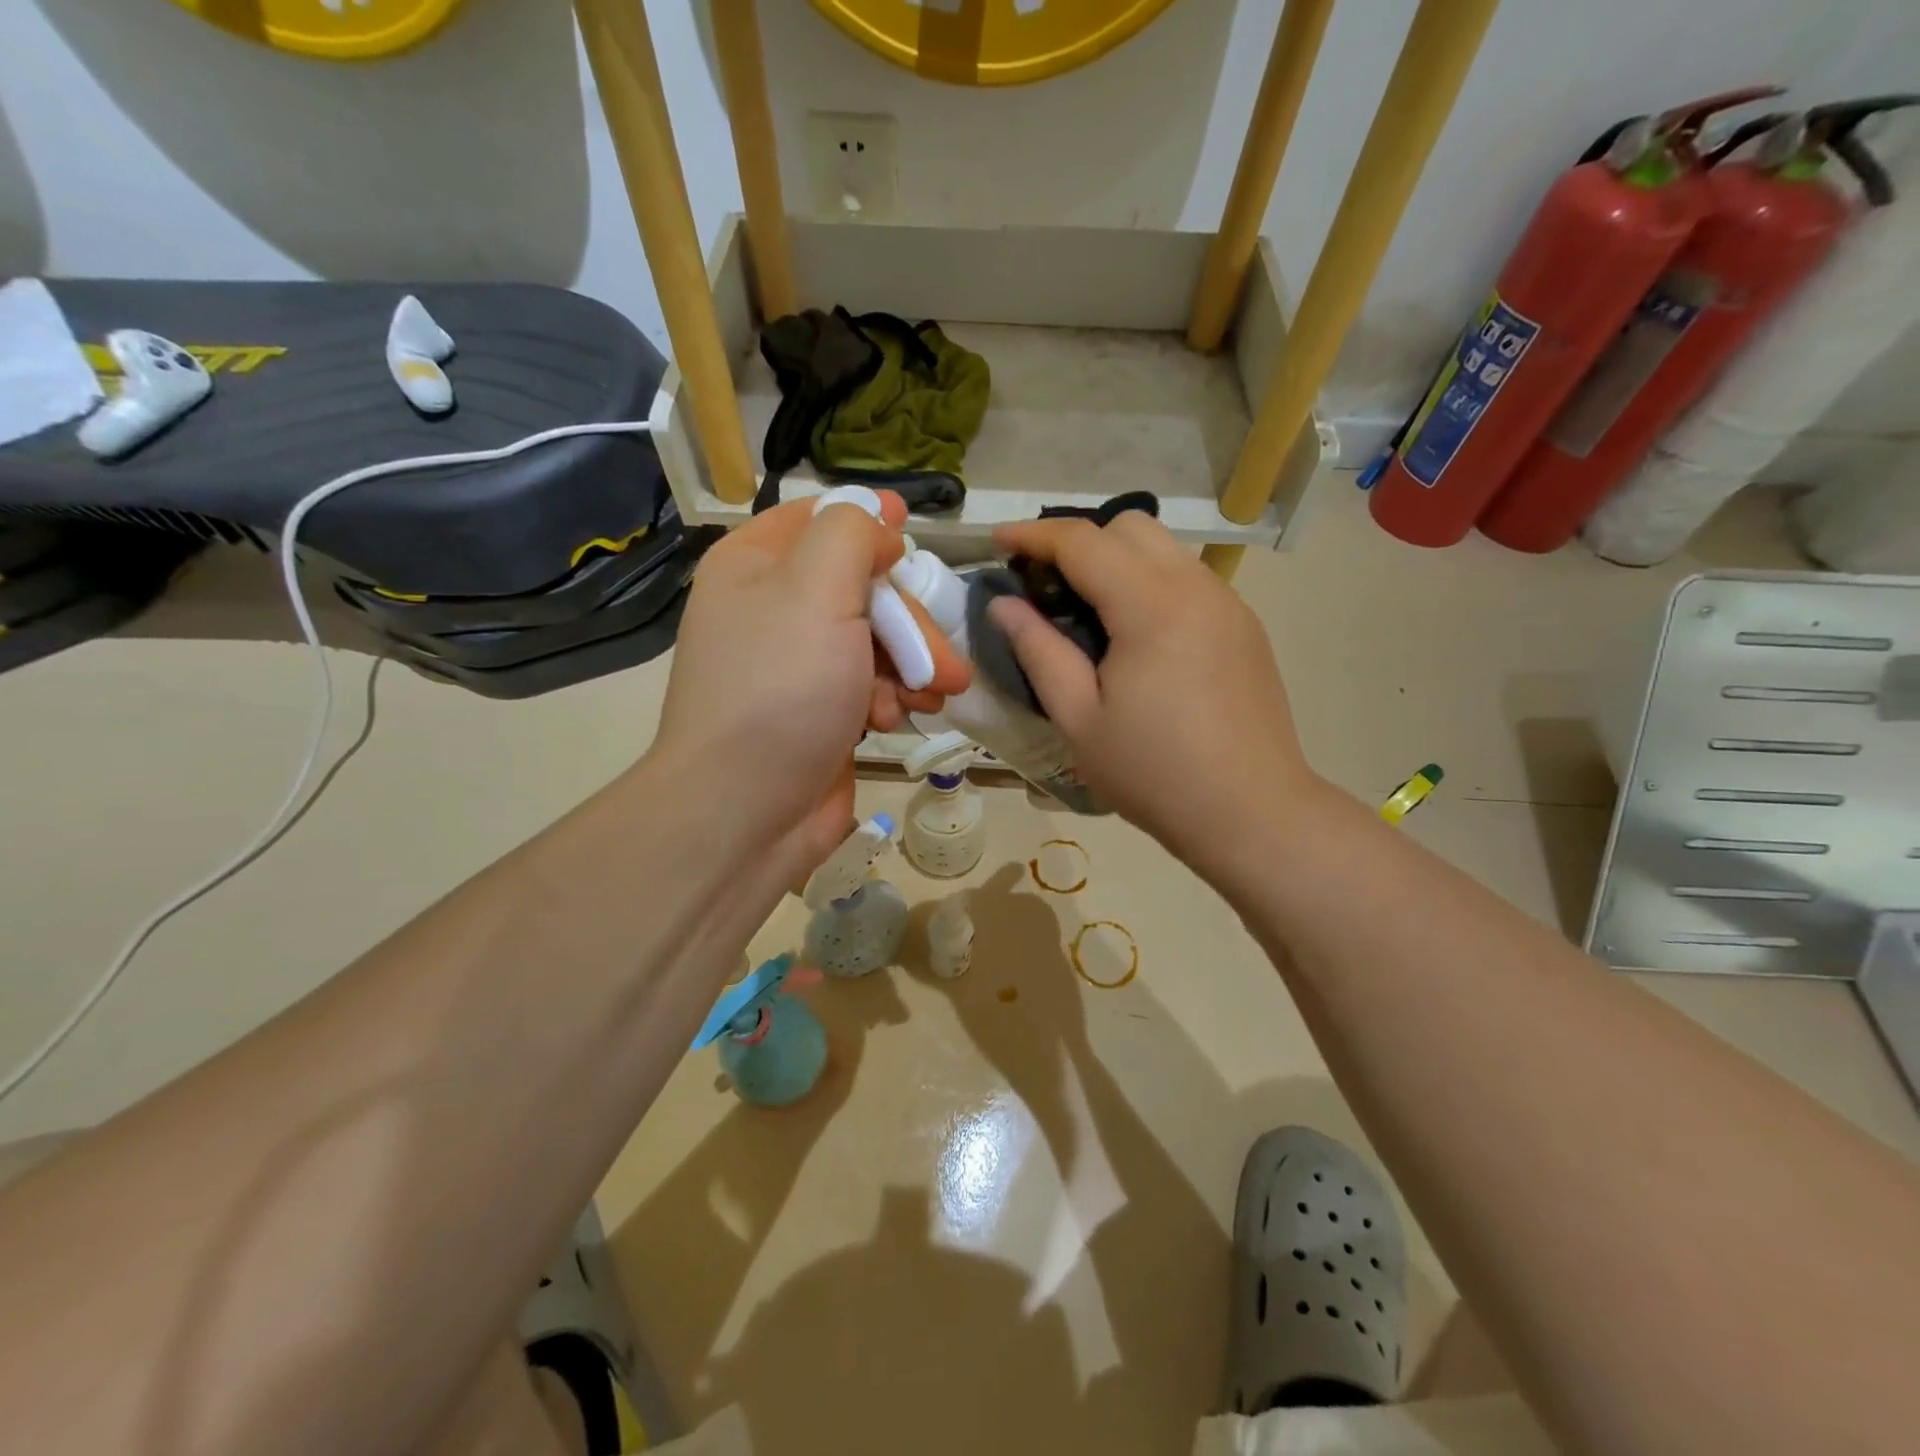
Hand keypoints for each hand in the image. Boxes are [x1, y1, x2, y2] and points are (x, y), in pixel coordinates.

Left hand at [651, 495, 970, 880]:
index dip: (870, 519)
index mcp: (756, 565)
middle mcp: (774, 609)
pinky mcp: (823, 712)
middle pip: (864, 587)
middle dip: (911, 622)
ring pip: (878, 640)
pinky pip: (873, 686)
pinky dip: (893, 699)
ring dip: (913, 666)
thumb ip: (851, 535)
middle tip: (943, 661)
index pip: (819, 518)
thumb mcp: (815, 588)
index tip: (914, 530)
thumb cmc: (780, 690)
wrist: (745, 812)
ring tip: (932, 697)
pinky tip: (896, 722)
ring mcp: (799, 666)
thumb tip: (880, 533)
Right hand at [986, 515, 1317, 871]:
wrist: (1252, 813)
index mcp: (1152, 606)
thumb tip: (1005, 605)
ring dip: (1117, 561)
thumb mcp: (1079, 719)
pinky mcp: (1244, 627)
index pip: (1083, 542)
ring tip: (1088, 614)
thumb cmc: (1154, 773)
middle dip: (1080, 542)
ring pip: (1164, 550)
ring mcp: (1228, 605)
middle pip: (1130, 527)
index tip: (996, 541)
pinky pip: (1188, 580)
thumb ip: (1039, 651)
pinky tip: (1136, 639)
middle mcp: (1196, 587)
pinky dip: (1150, 585)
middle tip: (1045, 587)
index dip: (1033, 535)